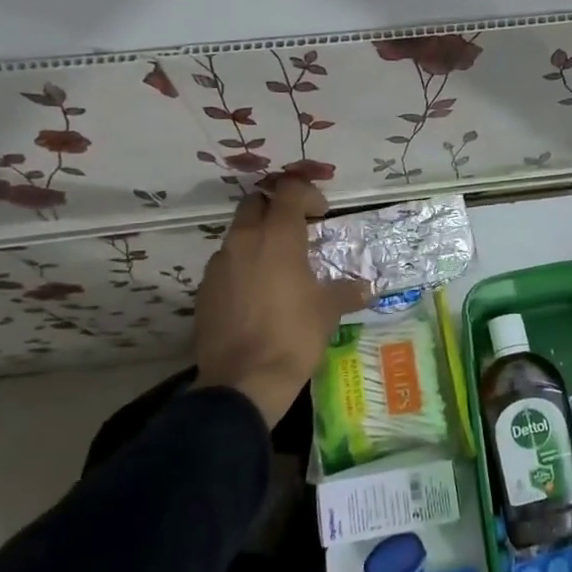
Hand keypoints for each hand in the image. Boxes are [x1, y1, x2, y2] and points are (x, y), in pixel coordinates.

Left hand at [191, 178, 371, 426]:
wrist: (243, 380)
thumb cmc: (294, 335)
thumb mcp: (329, 311)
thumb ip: (347, 292)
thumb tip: (367, 289)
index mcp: (277, 236)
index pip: (289, 190)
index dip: (308, 194)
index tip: (321, 214)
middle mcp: (243, 240)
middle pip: (256, 203)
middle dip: (277, 209)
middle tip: (298, 231)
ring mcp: (219, 264)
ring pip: (238, 233)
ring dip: (258, 238)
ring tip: (279, 266)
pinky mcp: (204, 289)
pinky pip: (226, 263)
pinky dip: (242, 266)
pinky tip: (258, 293)